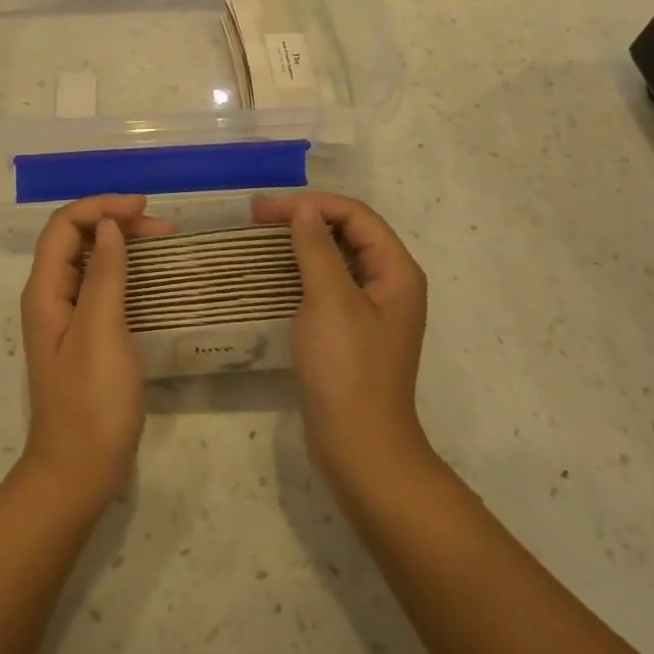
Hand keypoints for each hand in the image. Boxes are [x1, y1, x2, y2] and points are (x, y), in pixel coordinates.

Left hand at [18, 194, 173, 507]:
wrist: (79, 472)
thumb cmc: (91, 402)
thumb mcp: (101, 332)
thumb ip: (105, 275)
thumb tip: (108, 225)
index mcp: (46, 291)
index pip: (64, 226)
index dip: (100, 207)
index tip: (143, 208)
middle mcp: (51, 297)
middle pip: (76, 239)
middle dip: (114, 222)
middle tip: (161, 227)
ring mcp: (67, 318)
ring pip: (91, 261)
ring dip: (122, 244)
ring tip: (163, 242)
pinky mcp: (85, 336)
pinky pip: (102, 287)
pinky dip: (125, 271)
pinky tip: (151, 278)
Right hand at [253, 192, 432, 499]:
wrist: (360, 449)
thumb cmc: (348, 369)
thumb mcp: (330, 300)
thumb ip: (316, 248)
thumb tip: (304, 209)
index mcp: (396, 271)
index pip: (355, 215)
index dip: (311, 204)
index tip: (265, 209)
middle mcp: (390, 284)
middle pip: (348, 232)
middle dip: (305, 217)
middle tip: (257, 216)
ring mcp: (372, 310)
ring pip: (337, 258)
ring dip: (302, 242)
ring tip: (262, 236)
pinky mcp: (353, 332)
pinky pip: (329, 285)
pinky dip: (303, 270)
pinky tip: (276, 273)